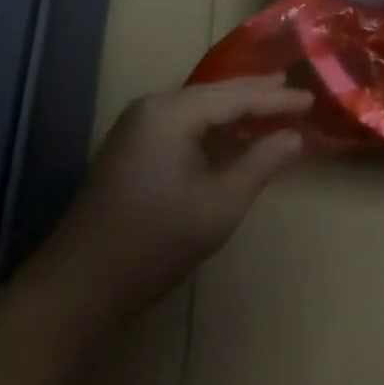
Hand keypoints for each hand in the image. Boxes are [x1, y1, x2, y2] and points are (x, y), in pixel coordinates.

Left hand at [43, 76, 311, 318]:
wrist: (72, 292)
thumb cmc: (151, 245)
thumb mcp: (218, 207)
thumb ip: (260, 165)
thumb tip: (295, 137)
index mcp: (173, 112)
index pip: (238, 96)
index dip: (277, 100)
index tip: (311, 101)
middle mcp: (154, 106)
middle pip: (218, 92)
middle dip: (257, 94)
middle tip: (295, 94)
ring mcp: (138, 126)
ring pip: (200, 105)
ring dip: (236, 109)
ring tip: (272, 108)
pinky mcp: (131, 147)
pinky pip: (184, 121)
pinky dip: (214, 125)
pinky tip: (232, 135)